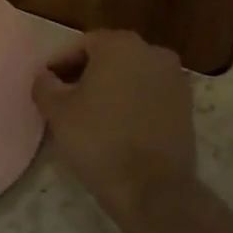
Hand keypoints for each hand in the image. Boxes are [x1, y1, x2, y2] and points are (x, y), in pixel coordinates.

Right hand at [32, 30, 199, 229]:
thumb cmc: (99, 140)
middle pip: (110, 57)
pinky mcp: (187, 105)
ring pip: (132, 75)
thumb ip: (45, 85)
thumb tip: (46, 76)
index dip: (60, 64)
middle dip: (87, 74)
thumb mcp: (57, 111)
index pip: (82, 45)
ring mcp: (175, 78)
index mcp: (120, 44)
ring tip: (91, 115)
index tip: (47, 86)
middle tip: (66, 99)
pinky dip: (133, 103)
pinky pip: (150, 95)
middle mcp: (152, 51)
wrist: (152, 188)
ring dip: (112, 88)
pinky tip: (118, 127)